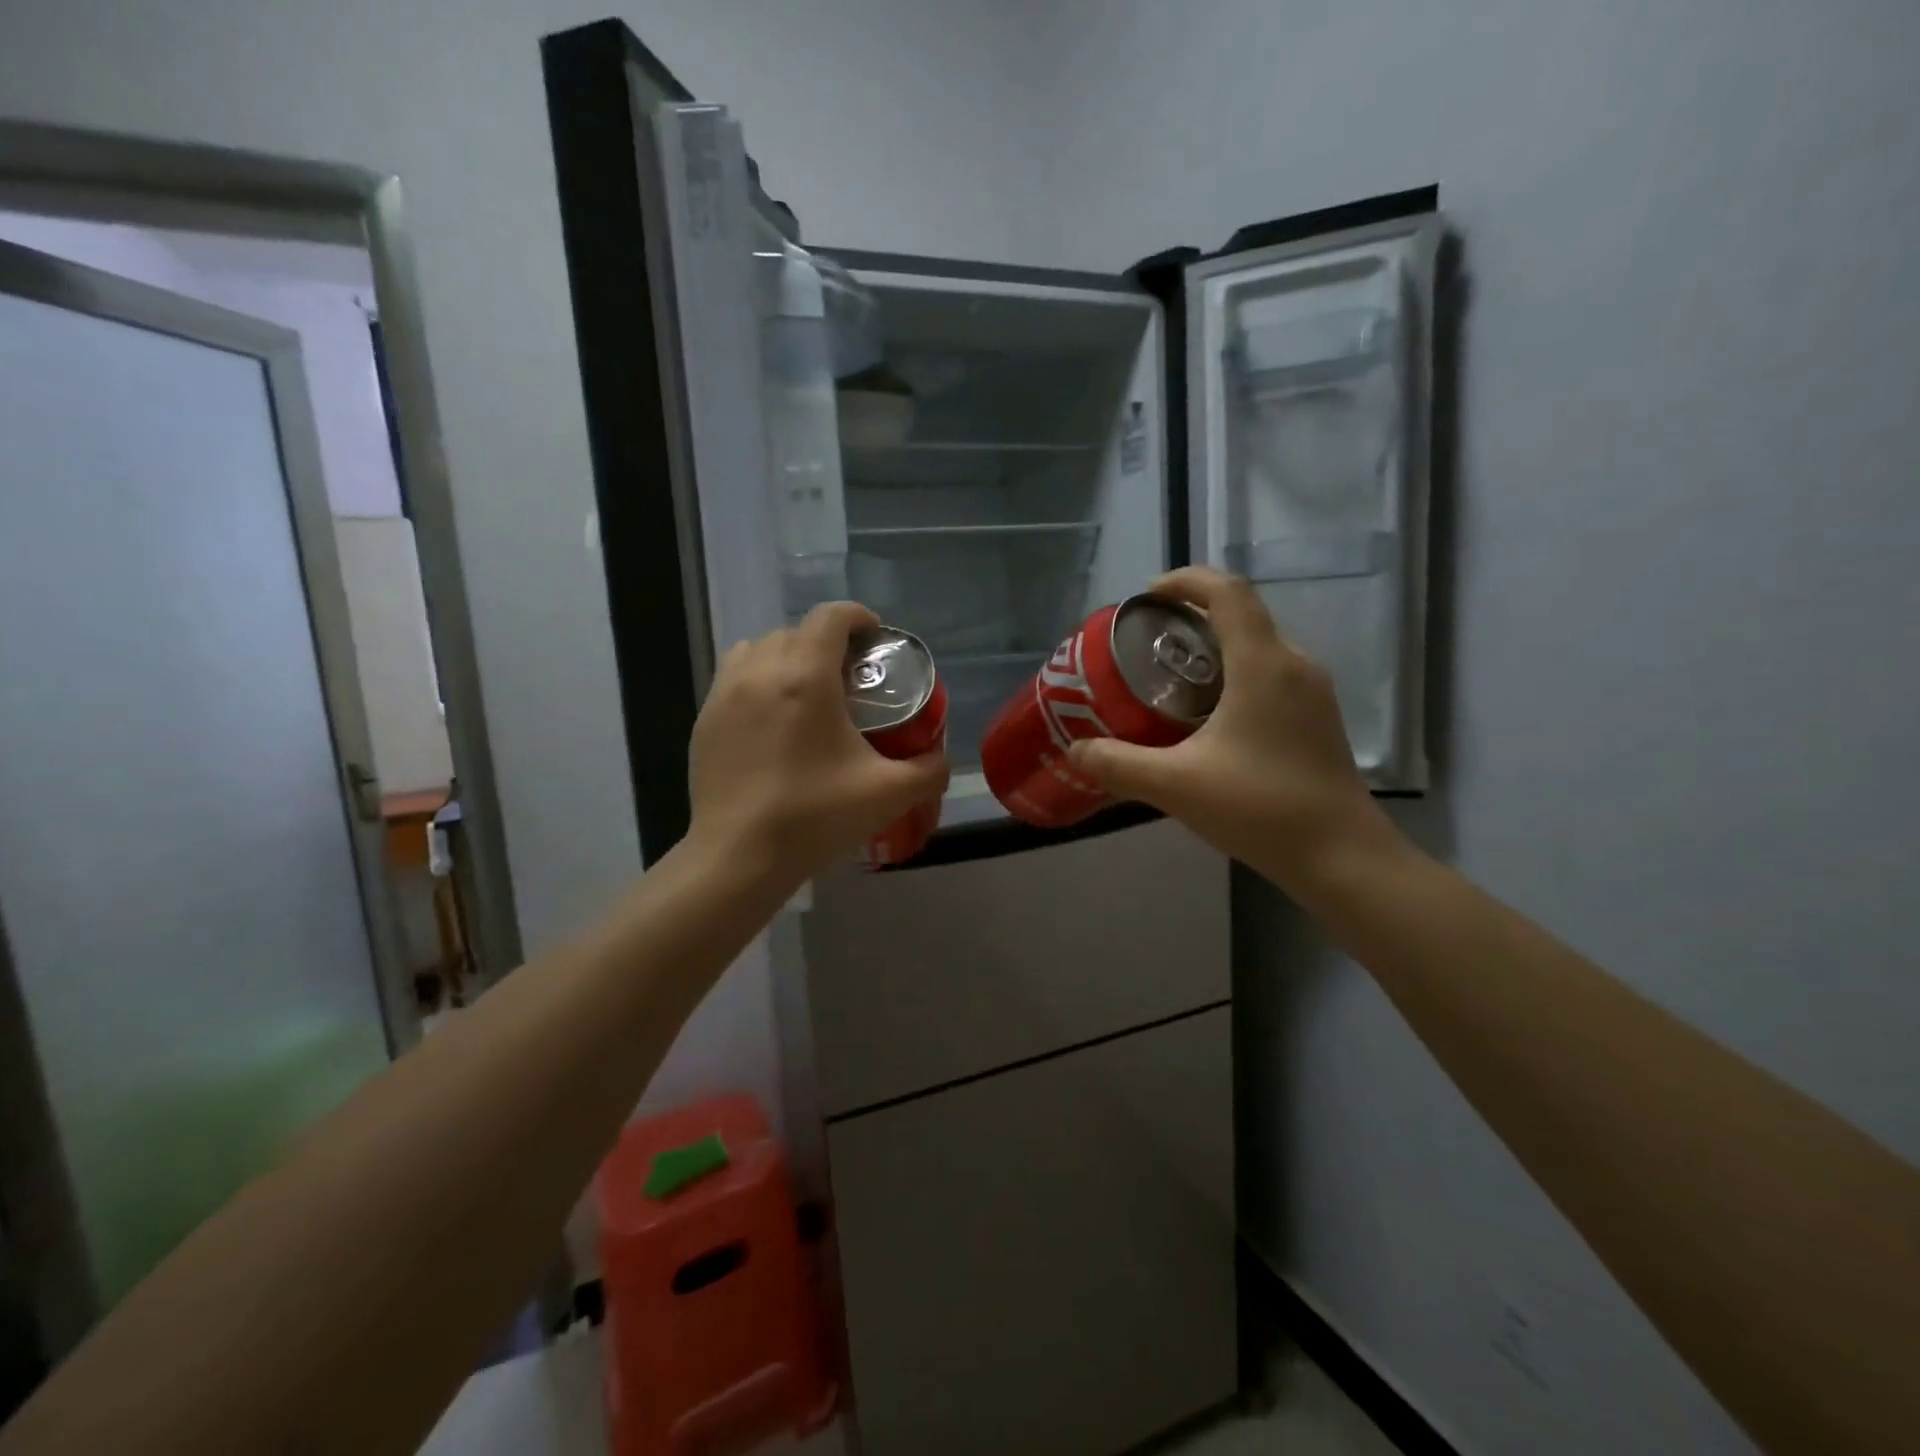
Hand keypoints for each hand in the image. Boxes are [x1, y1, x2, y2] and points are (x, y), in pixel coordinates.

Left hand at [686, 601, 948, 885]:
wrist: (739, 858)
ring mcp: (724, 695)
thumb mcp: (889, 794)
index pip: (830, 617)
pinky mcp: (703, 720)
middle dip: (826, 642)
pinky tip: (772, 722)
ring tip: (806, 692)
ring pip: (758, 649)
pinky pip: (733, 678)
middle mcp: (761, 672)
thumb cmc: (815, 816)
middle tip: (849, 678)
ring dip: (786, 656)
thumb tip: (941, 759)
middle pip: (796, 631)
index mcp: (806, 677)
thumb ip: (929, 770)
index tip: (875, 639)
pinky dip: (757, 680)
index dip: (858, 617)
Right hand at [1066, 567, 1401, 886]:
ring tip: (1168, 677)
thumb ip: (1118, 764)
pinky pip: (1269, 674)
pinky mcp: (1316, 717)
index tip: (1146, 598)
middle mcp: (1293, 664)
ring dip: (1212, 648)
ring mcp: (1311, 691)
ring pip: (1256, 646)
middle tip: (1145, 644)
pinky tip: (1206, 716)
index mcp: (1262, 663)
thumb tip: (1076, 749)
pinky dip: (1232, 674)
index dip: (1185, 581)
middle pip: (1240, 614)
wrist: (1341, 857)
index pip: (1226, 591)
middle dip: (1190, 617)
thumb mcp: (1176, 785)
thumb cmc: (1261, 808)